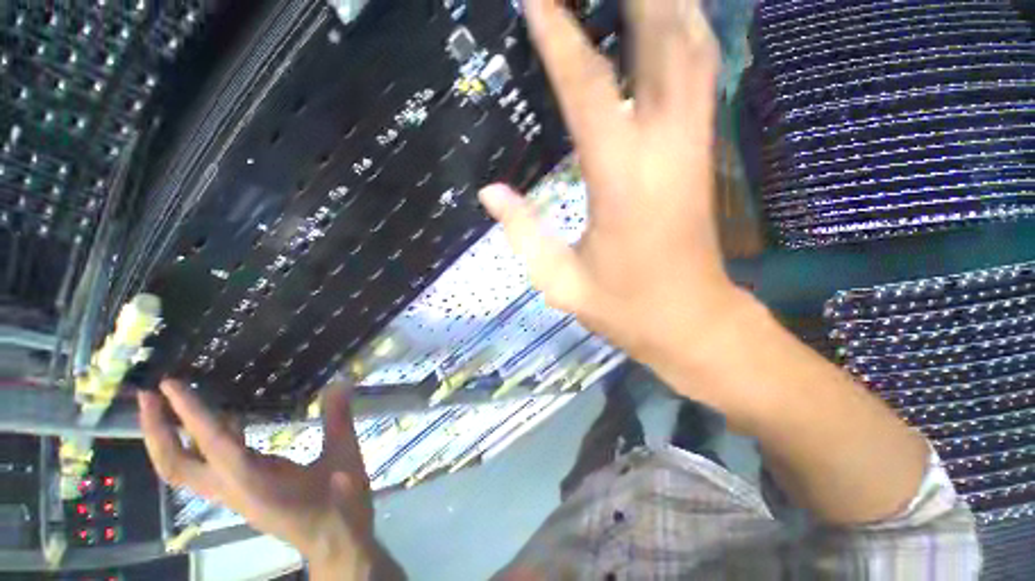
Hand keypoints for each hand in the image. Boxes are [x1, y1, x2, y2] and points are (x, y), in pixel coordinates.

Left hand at [139, 380, 380, 577]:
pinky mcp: (243, 493)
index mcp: (255, 482)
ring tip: (169, 405)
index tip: (170, 384)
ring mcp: (234, 494)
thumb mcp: (345, 458)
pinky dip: (202, 441)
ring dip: (170, 438)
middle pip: (176, 466)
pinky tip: (225, 421)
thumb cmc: (341, 505)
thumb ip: (339, 419)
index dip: (190, 413)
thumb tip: (339, 382)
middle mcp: (233, 490)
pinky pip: (209, 466)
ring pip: (186, 469)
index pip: (213, 443)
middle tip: (148, 396)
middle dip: (156, 431)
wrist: (337, 544)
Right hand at [480, 0, 748, 375]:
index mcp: (621, 183)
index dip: (560, 37)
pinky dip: (688, 35)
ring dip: (668, 5)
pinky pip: (700, 78)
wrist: (690, 322)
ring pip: (692, 50)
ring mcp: (693, 149)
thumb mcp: (561, 282)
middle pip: (664, 41)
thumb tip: (491, 192)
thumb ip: (524, 234)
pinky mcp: (702, 156)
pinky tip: (672, 18)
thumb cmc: (625, 308)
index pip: (587, 91)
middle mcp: (664, 150)